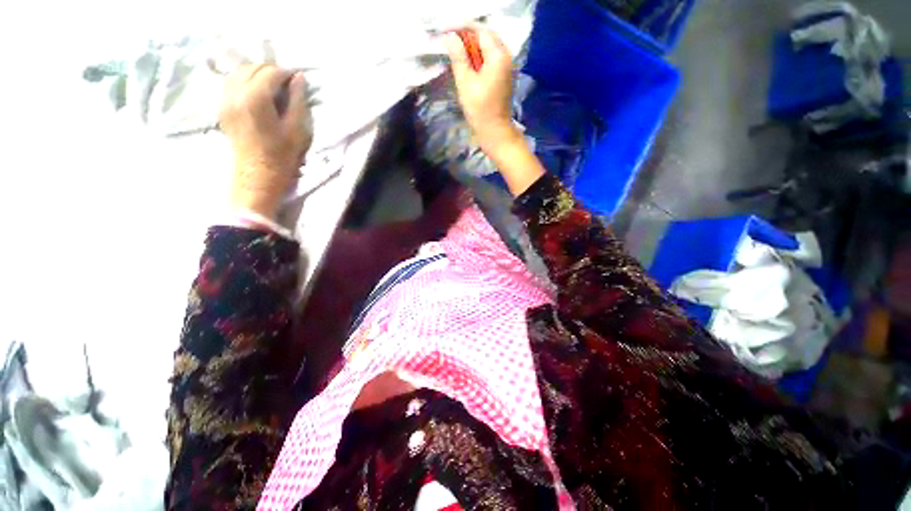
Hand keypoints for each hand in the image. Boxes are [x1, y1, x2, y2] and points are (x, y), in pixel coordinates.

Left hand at [221, 64, 312, 219]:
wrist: (258, 175)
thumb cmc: (282, 156)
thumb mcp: (297, 129)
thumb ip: (297, 101)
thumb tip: (298, 78)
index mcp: (255, 99)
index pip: (270, 72)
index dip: (285, 73)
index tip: (297, 79)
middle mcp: (235, 94)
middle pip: (251, 68)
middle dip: (270, 71)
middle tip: (286, 84)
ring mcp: (225, 101)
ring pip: (238, 73)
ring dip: (256, 74)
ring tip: (272, 87)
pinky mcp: (222, 108)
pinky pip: (231, 84)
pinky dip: (245, 82)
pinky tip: (257, 94)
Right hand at [445, 26, 521, 155]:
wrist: (495, 131)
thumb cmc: (480, 109)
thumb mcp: (465, 82)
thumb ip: (458, 57)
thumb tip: (451, 37)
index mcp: (498, 54)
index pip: (479, 30)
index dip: (462, 28)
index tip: (446, 32)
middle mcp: (505, 56)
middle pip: (485, 37)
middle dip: (467, 37)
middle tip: (450, 42)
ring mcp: (506, 66)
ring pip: (488, 48)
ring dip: (472, 47)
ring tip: (456, 53)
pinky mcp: (503, 76)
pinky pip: (490, 59)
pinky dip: (478, 57)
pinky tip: (468, 64)